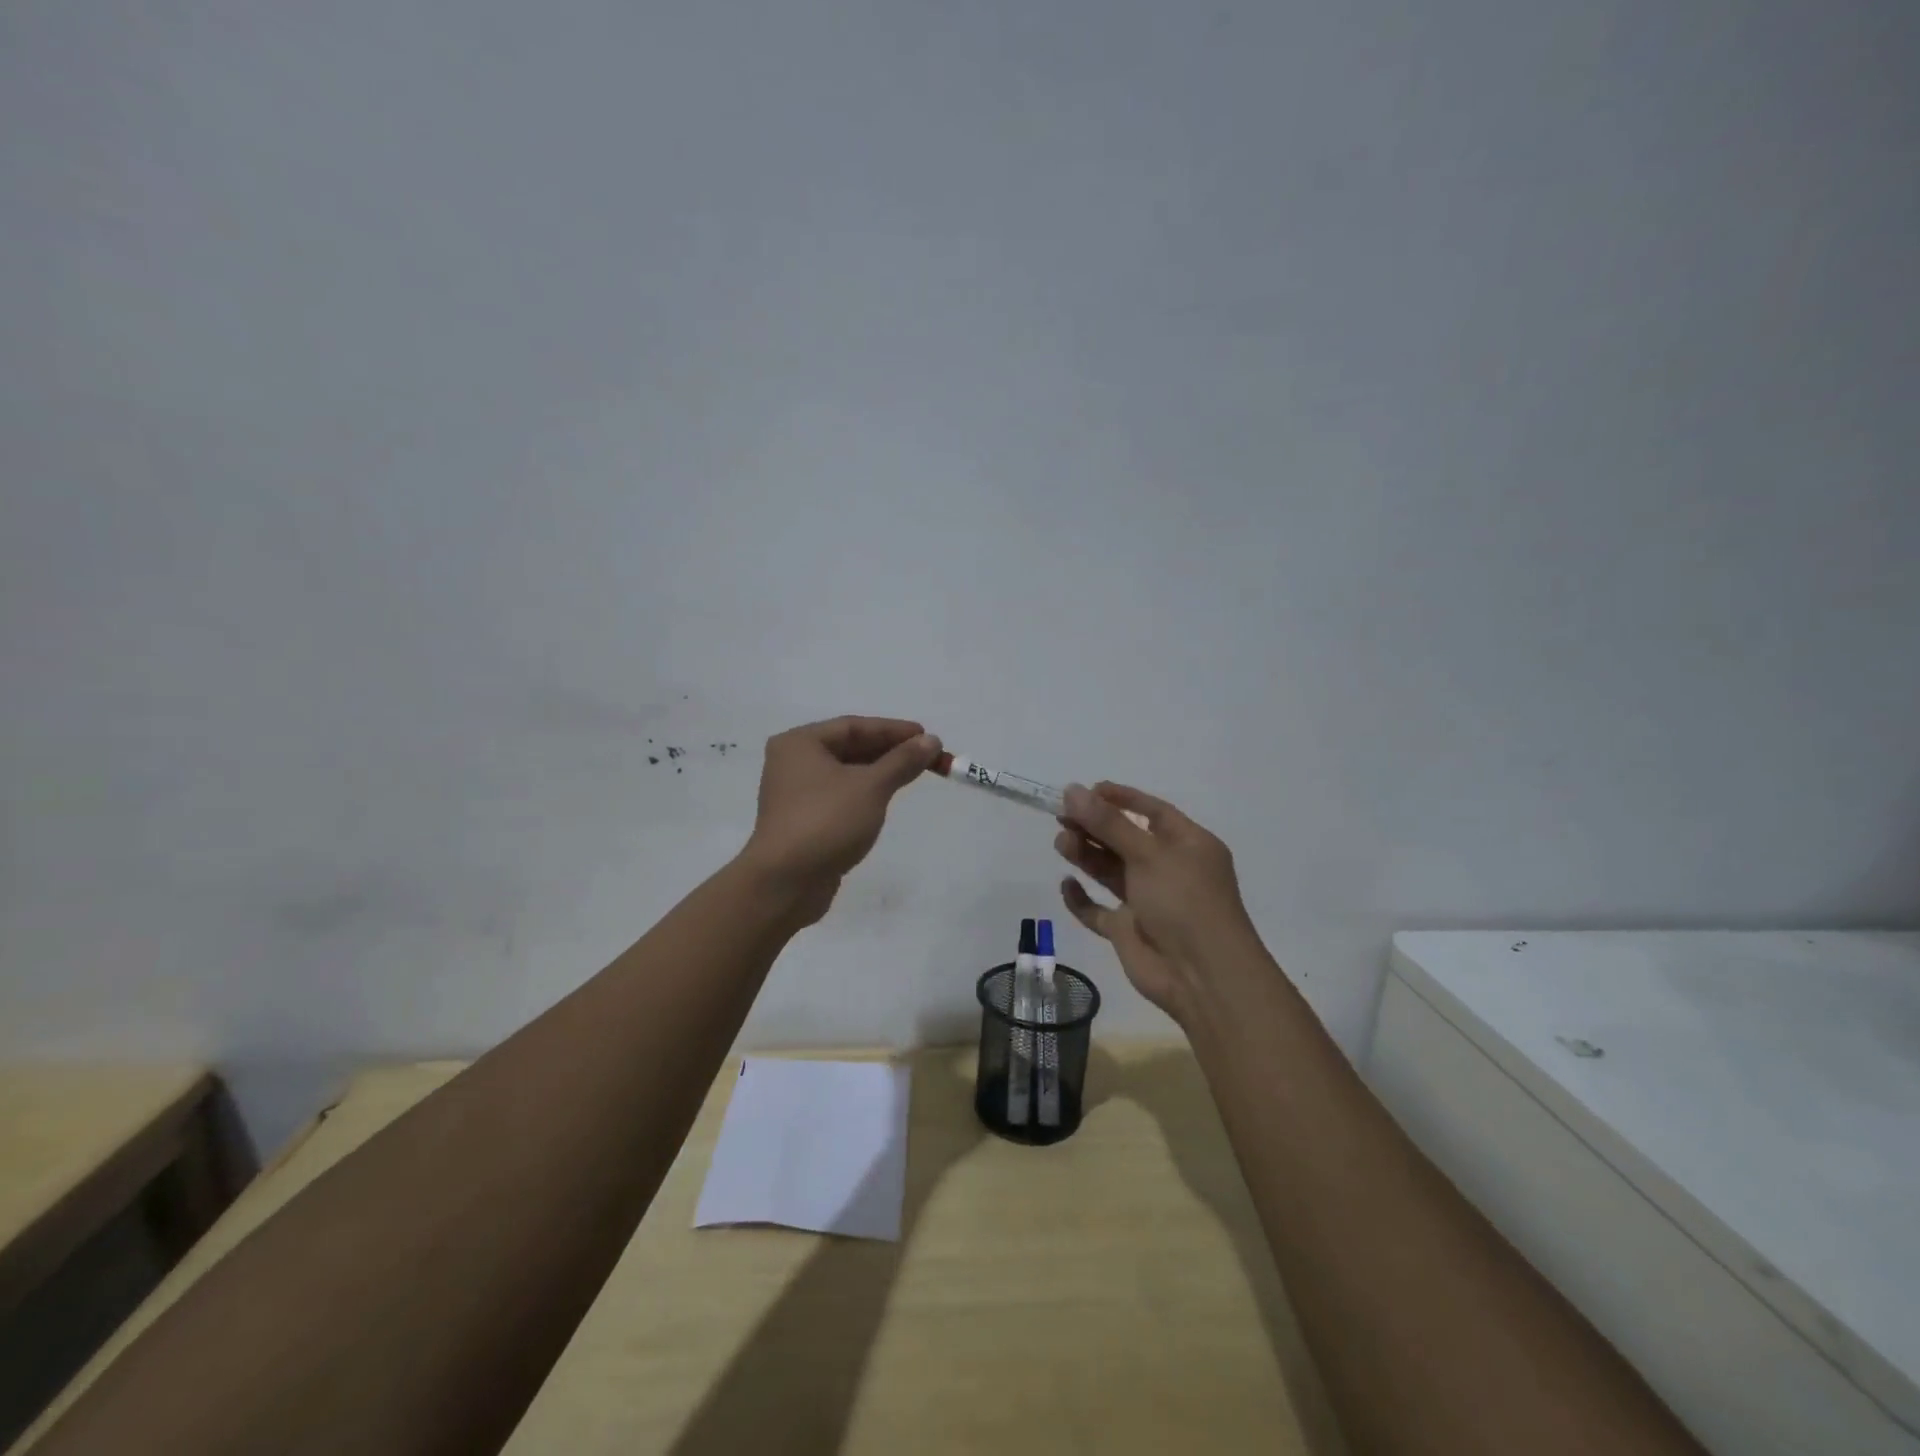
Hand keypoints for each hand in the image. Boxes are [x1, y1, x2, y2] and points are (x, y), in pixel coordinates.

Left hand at [740, 717, 941, 923]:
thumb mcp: (871, 787)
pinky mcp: (802, 821)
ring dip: (878, 772)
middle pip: (848, 747)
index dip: (892, 730)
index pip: (853, 726)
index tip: (926, 736)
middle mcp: (792, 763)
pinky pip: (839, 796)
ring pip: (844, 773)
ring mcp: (795, 794)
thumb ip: (902, 761)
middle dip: (888, 750)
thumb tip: (931, 741)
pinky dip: (864, 793)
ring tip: (912, 774)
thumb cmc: (827, 822)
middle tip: (925, 756)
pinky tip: (886, 798)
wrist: (785, 883)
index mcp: (800, 743)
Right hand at [1054, 783, 1258, 1022]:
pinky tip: (1066, 885)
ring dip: (1086, 854)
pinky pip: (1098, 910)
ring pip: (1110, 870)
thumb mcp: (1148, 854)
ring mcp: (1148, 901)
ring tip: (1061, 843)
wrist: (1202, 976)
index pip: (1152, 812)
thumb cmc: (1184, 902)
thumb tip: (1071, 790)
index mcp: (1188, 845)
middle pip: (1125, 839)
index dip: (1120, 798)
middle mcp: (1168, 869)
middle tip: (1061, 817)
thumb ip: (1108, 824)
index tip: (1085, 791)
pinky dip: (1081, 898)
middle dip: (1095, 826)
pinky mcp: (1128, 930)